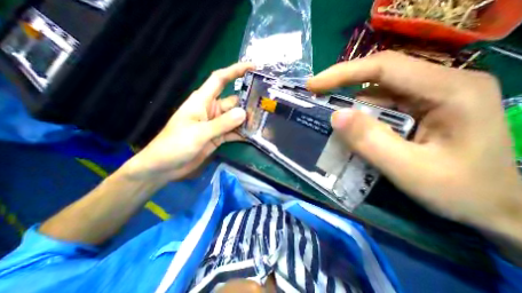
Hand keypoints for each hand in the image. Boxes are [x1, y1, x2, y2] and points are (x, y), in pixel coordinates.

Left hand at [123, 62, 252, 182]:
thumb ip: (222, 124)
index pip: (220, 79)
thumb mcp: (199, 133)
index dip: (235, 71)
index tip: (252, 67)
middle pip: (233, 101)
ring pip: (235, 118)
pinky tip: (253, 135)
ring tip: (264, 120)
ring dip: (247, 120)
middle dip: (248, 102)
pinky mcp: (219, 137)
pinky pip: (233, 132)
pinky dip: (242, 134)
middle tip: (266, 104)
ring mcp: (216, 124)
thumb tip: (243, 113)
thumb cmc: (175, 145)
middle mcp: (211, 110)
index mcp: (202, 101)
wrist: (165, 167)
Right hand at [307, 51, 521, 243]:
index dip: (343, 72)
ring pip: (376, 91)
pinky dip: (358, 114)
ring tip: (326, 113)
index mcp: (449, 90)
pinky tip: (348, 126)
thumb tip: (335, 116)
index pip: (384, 67)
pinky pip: (379, 105)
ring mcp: (427, 96)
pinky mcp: (417, 108)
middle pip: (378, 75)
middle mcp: (439, 84)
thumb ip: (371, 142)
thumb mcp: (410, 170)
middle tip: (314, 94)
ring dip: (349, 102)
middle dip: (341, 83)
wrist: (495, 207)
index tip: (313, 84)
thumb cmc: (460, 191)